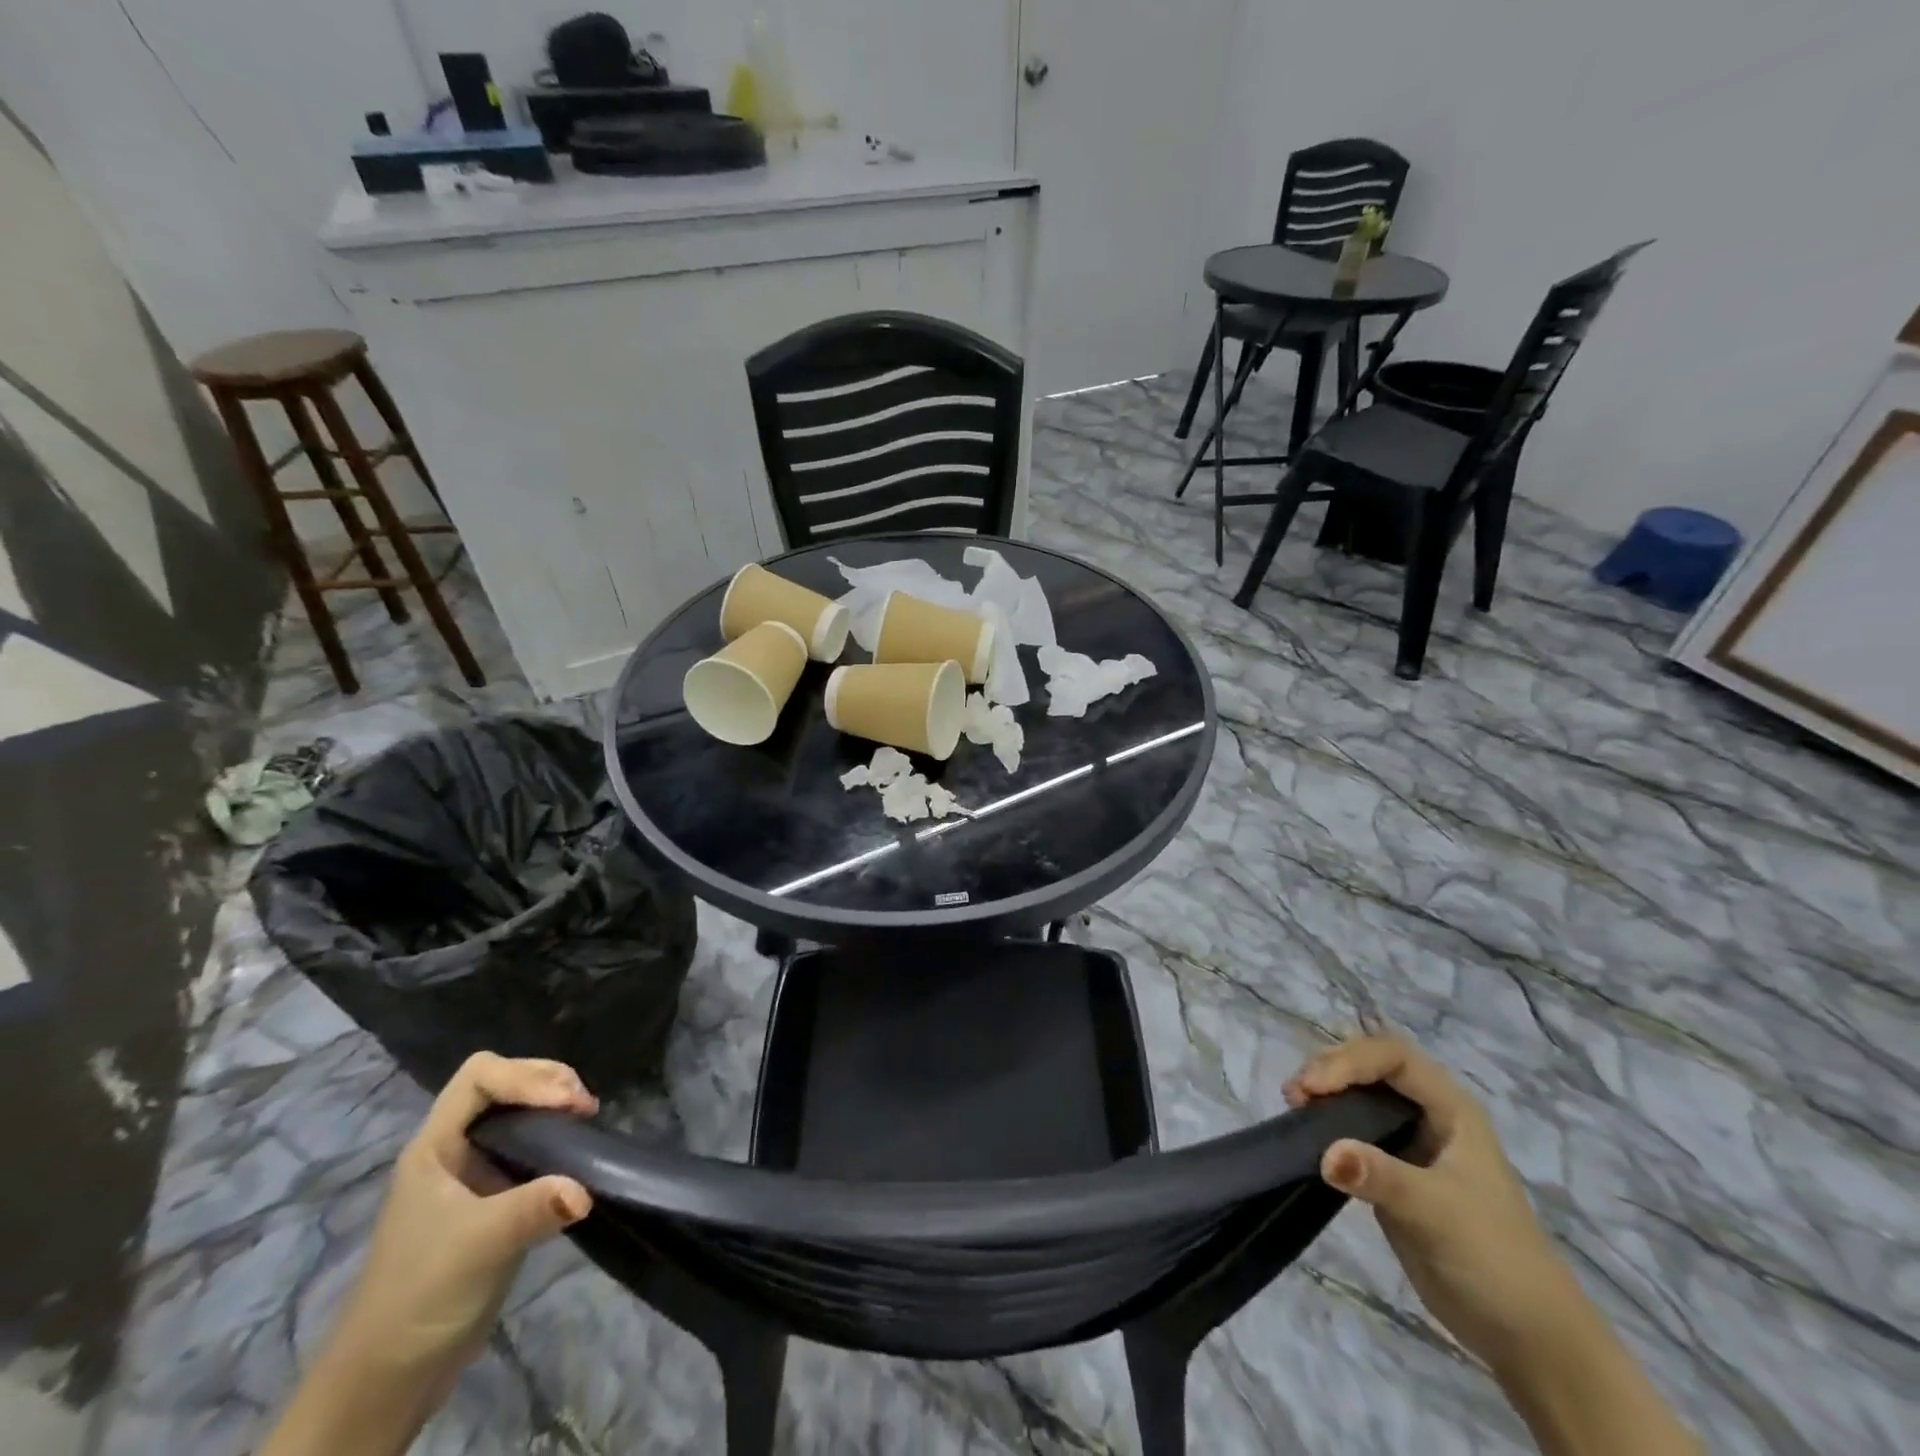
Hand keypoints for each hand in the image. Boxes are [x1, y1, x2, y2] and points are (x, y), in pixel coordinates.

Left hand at [262, 1054, 599, 1455]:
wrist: (387, 1378)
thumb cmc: (420, 1296)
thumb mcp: (477, 1247)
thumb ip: (532, 1209)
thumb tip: (586, 1189)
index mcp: (435, 1147)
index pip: (480, 1076)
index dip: (526, 1077)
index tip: (566, 1105)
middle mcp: (453, 1149)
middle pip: (503, 1083)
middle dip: (547, 1082)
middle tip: (584, 1107)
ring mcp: (472, 1174)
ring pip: (518, 1111)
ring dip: (555, 1106)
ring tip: (586, 1121)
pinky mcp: (493, 1199)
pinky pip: (529, 1146)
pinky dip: (557, 1138)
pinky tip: (577, 1156)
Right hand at [1285, 1035, 1582, 1370]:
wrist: (1527, 1336)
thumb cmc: (1494, 1259)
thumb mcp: (1438, 1212)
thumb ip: (1381, 1177)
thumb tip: (1324, 1154)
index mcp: (1451, 1108)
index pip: (1392, 1057)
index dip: (1349, 1061)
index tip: (1313, 1088)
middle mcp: (1429, 1114)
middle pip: (1370, 1066)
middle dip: (1330, 1070)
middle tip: (1295, 1096)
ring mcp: (1409, 1143)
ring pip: (1358, 1094)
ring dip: (1323, 1093)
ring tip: (1294, 1108)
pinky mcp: (1391, 1172)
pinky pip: (1352, 1130)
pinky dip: (1326, 1124)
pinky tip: (1306, 1134)